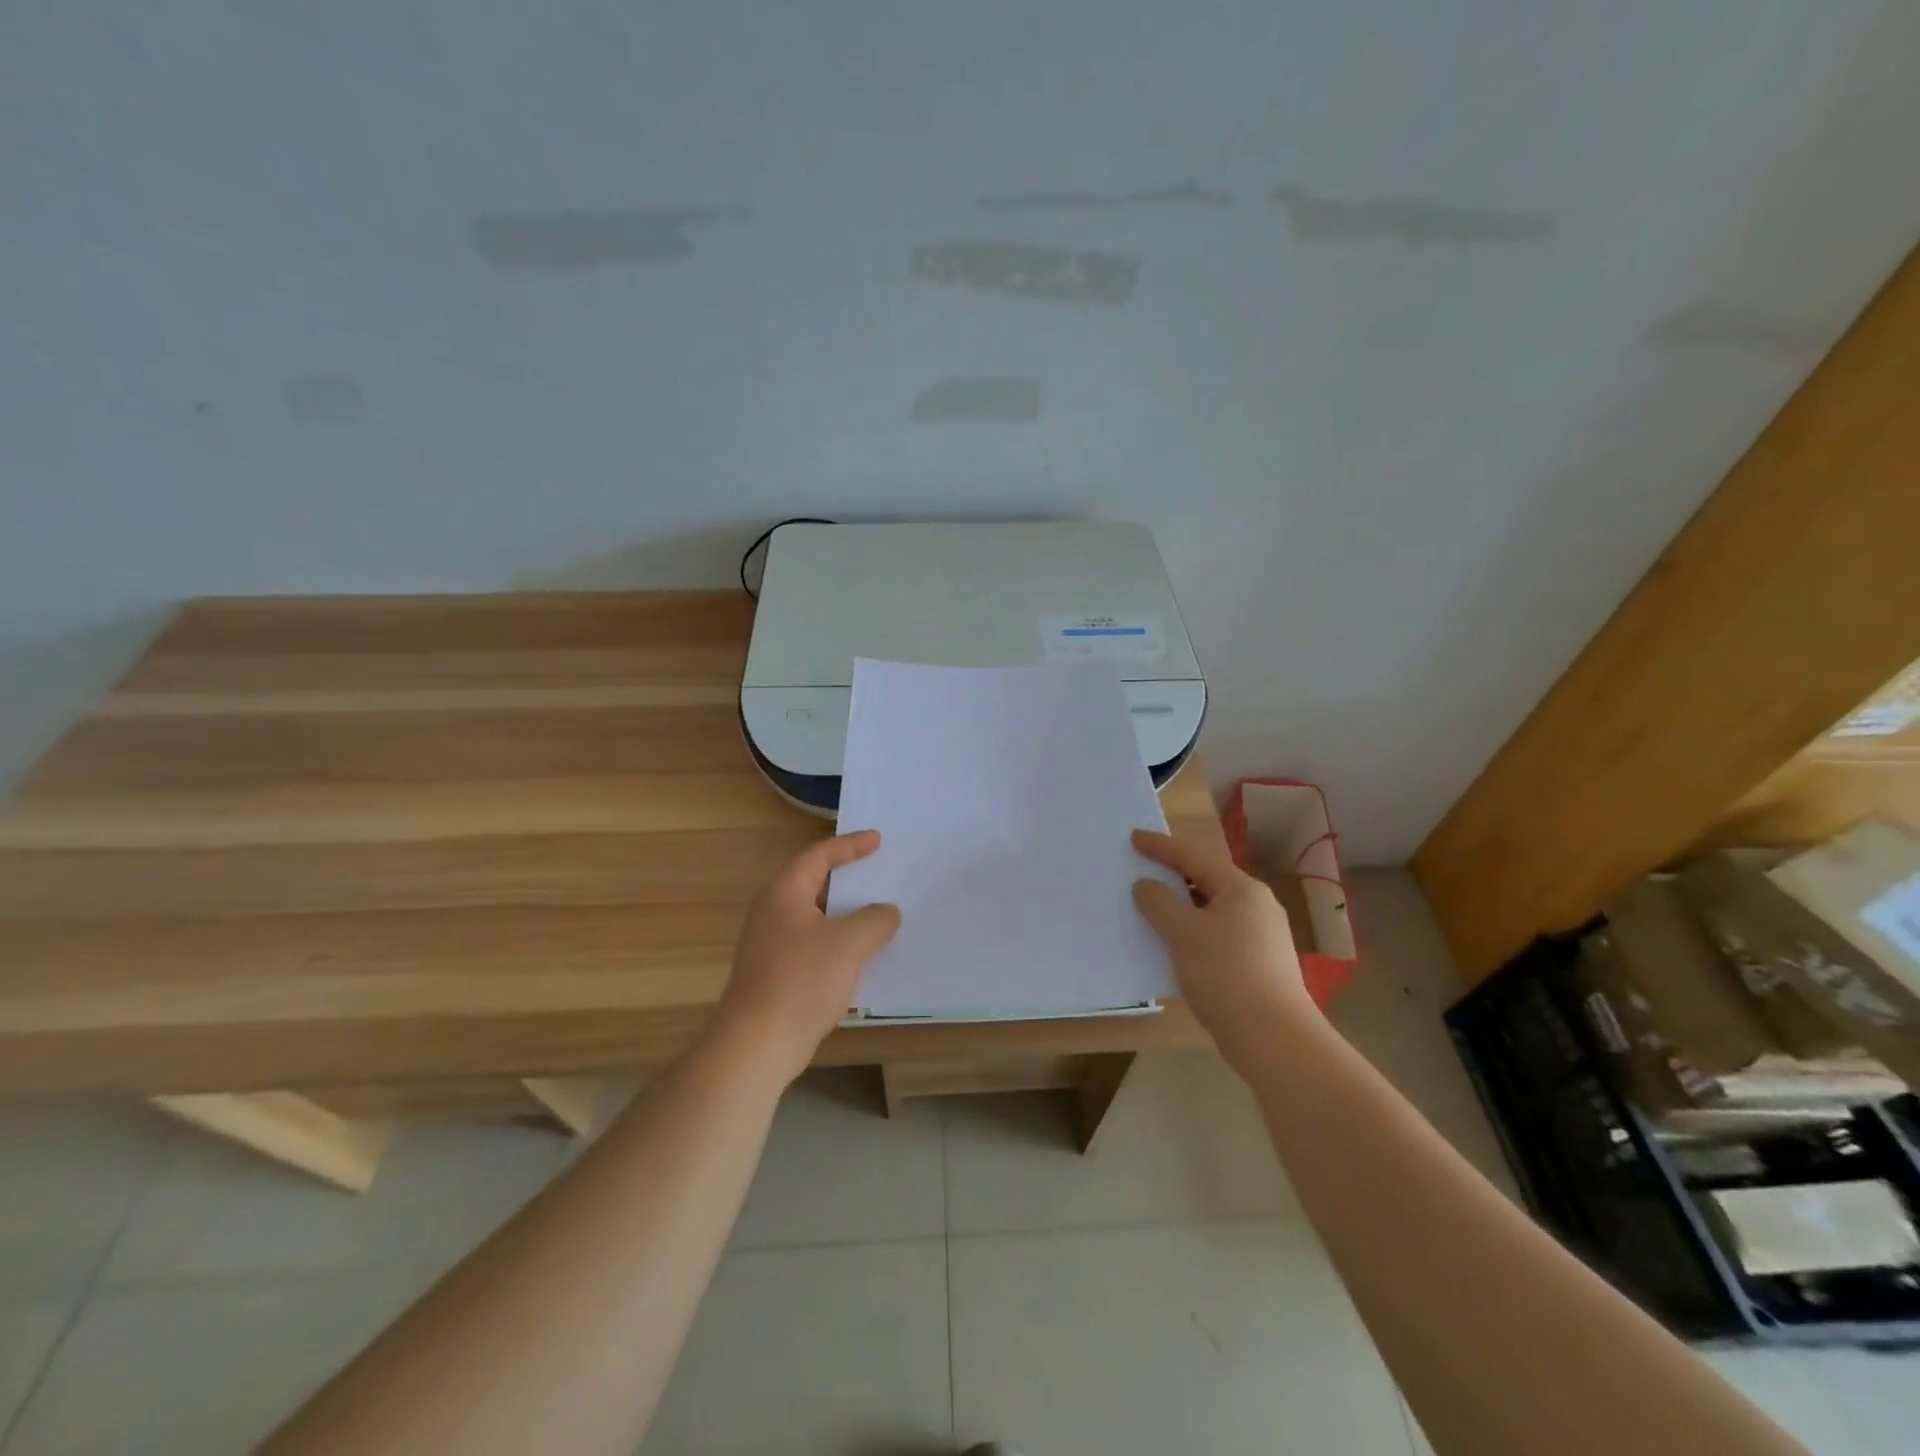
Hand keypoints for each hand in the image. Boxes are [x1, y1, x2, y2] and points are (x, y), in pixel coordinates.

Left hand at [715, 831, 901, 1082]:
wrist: (757, 1045)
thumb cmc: (802, 982)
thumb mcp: (850, 943)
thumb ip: (875, 919)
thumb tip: (886, 913)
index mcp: (784, 893)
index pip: (818, 855)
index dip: (850, 845)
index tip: (878, 840)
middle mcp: (772, 912)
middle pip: (815, 882)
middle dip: (849, 878)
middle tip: (881, 872)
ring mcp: (770, 944)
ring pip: (815, 916)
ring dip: (846, 913)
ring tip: (879, 913)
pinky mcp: (775, 972)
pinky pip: (813, 943)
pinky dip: (838, 941)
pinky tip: (861, 956)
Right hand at [1131, 829, 1311, 1069]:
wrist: (1274, 1038)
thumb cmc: (1225, 974)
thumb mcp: (1182, 933)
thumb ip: (1159, 902)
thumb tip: (1147, 885)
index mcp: (1240, 888)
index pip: (1194, 855)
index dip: (1161, 846)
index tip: (1134, 838)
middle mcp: (1256, 905)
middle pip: (1207, 878)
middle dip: (1173, 874)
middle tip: (1142, 869)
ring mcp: (1262, 935)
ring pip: (1213, 908)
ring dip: (1182, 905)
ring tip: (1152, 907)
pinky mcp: (1260, 963)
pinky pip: (1218, 932)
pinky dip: (1194, 930)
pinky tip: (1176, 945)